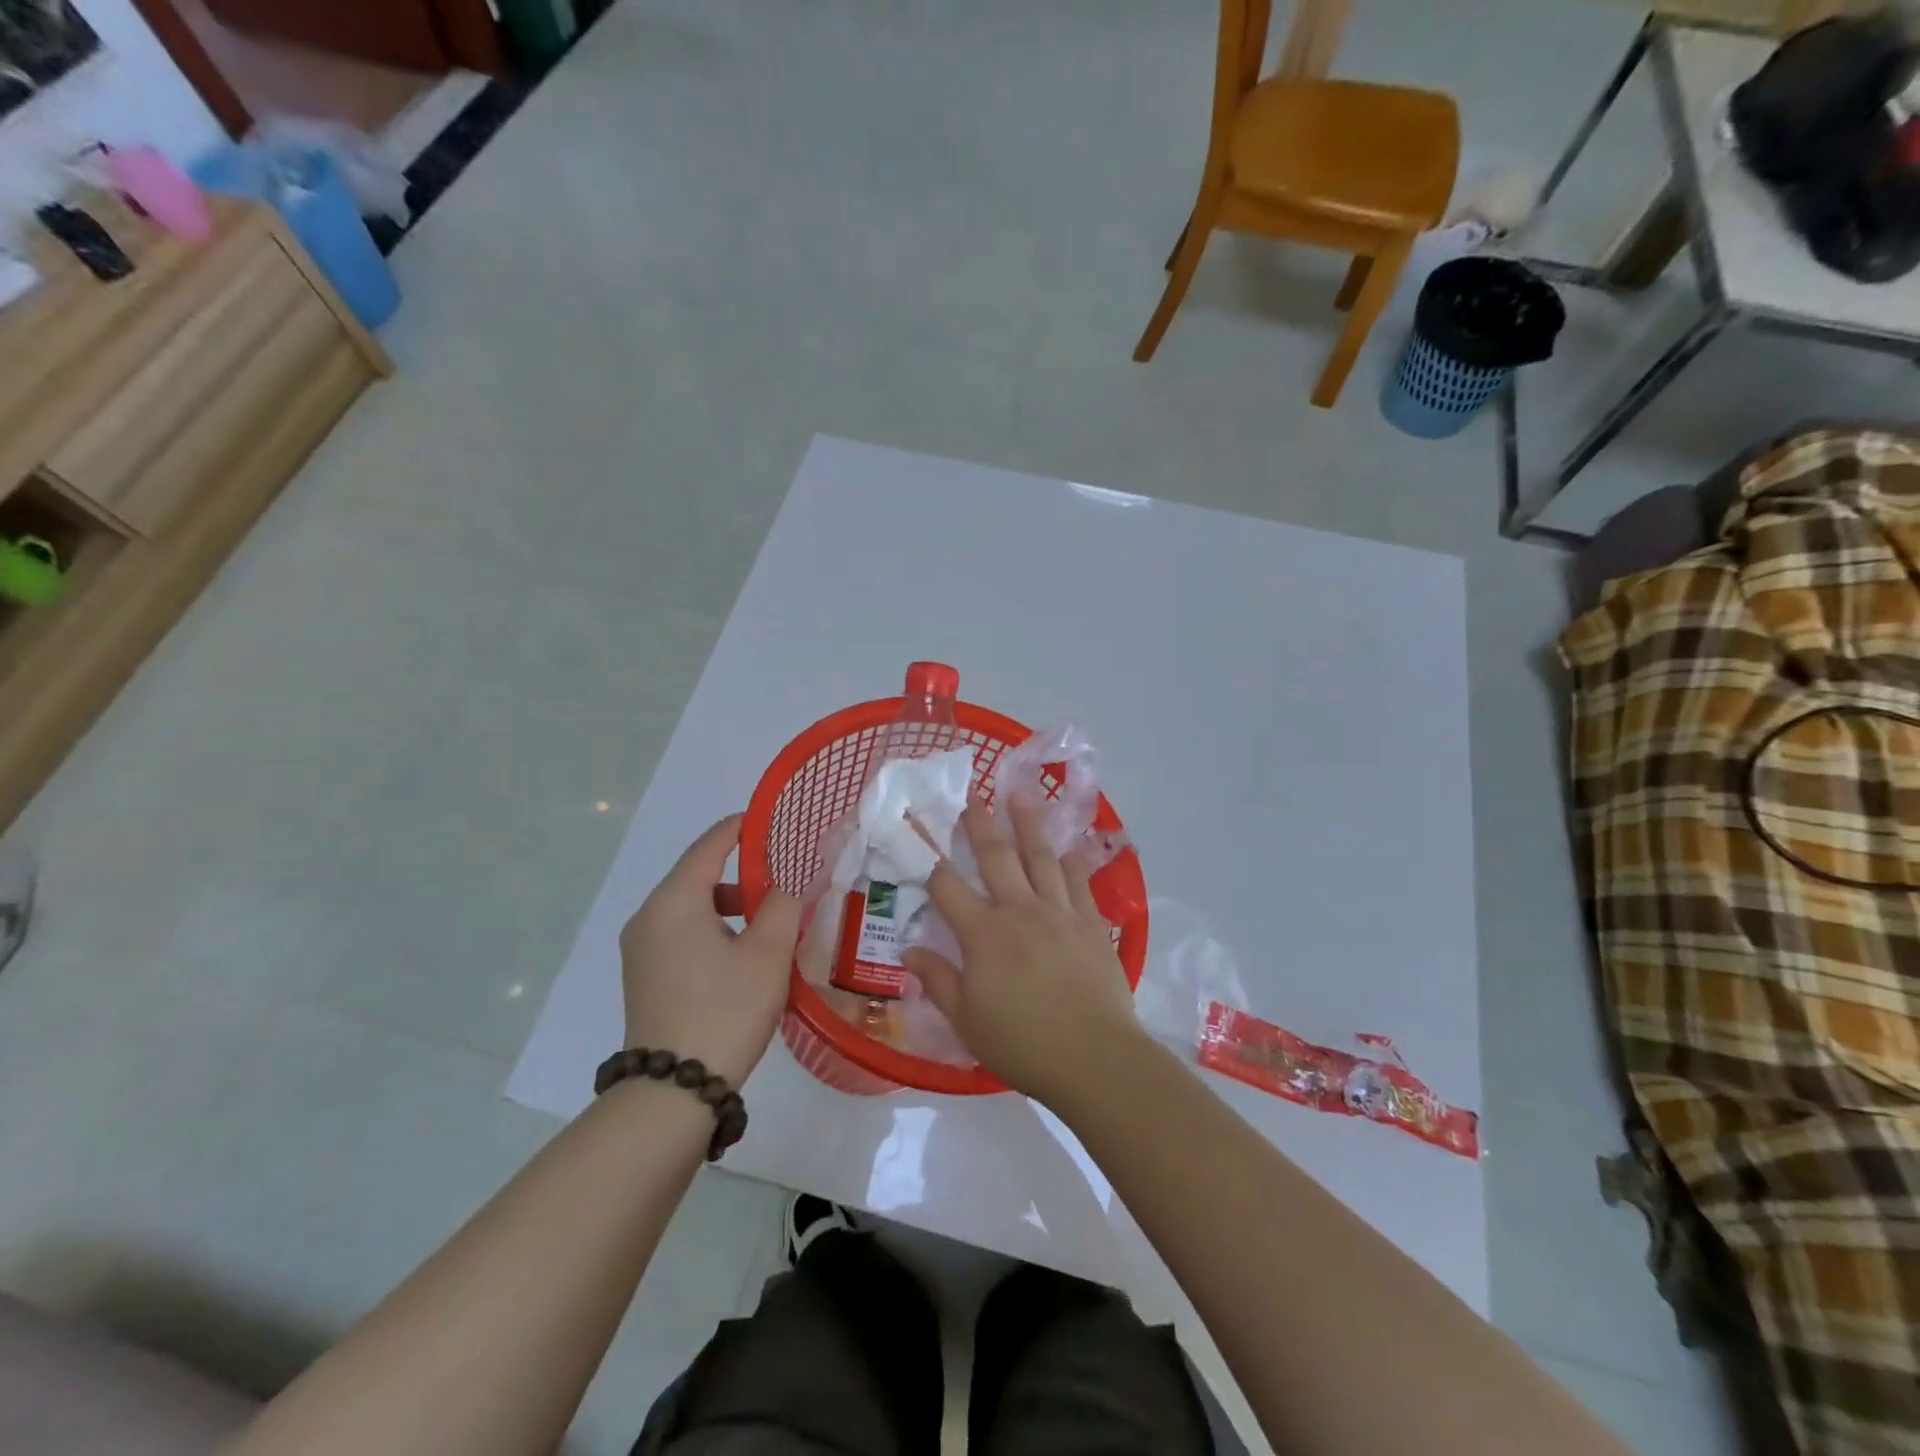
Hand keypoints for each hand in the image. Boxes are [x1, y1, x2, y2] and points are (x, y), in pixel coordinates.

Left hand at [618, 815, 800, 1085]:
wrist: (673, 1092)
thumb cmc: (725, 1010)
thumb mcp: (768, 953)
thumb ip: (784, 905)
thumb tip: (788, 883)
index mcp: (674, 902)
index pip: (709, 846)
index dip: (741, 828)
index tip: (772, 820)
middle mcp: (649, 917)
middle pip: (699, 876)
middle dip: (743, 874)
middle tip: (785, 881)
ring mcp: (641, 948)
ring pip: (691, 908)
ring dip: (731, 907)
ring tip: (770, 925)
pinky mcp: (645, 975)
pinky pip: (682, 933)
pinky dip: (713, 929)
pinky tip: (743, 956)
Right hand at [900, 801, 1145, 1107]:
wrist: (1093, 1056)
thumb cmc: (1022, 1043)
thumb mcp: (967, 1020)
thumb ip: (938, 981)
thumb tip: (908, 951)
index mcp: (983, 933)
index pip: (948, 886)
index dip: (930, 858)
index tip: (921, 832)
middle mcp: (1020, 910)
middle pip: (996, 856)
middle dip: (980, 824)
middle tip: (974, 796)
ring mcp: (1059, 911)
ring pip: (1040, 857)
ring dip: (1028, 824)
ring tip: (1021, 795)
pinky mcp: (1092, 922)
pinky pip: (1079, 880)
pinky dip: (1072, 859)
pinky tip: (1068, 844)